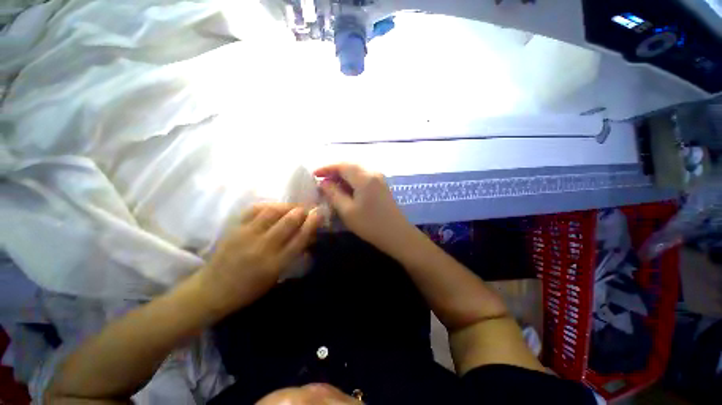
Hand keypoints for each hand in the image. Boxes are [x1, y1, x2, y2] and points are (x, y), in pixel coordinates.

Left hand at [196, 203, 321, 313]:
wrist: (213, 289)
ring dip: (287, 206)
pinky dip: (269, 205)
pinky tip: (275, 207)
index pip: (300, 238)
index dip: (312, 223)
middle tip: (307, 209)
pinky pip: (255, 209)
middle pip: (288, 222)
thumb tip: (309, 235)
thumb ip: (293, 254)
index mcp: (276, 264)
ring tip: (292, 207)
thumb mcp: (277, 275)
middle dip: (302, 211)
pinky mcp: (235, 228)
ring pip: (272, 212)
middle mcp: (263, 247)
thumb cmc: (250, 288)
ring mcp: (247, 235)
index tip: (319, 213)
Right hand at [314, 163, 416, 258]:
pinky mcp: (381, 185)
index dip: (326, 168)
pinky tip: (345, 189)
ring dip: (342, 175)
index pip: (342, 165)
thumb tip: (323, 182)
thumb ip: (333, 194)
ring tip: (331, 185)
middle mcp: (373, 173)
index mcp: (364, 177)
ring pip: (356, 170)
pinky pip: (363, 177)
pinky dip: (351, 180)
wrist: (397, 234)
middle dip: (334, 170)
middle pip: (350, 165)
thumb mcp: (347, 210)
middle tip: (321, 180)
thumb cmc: (370, 224)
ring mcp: (379, 178)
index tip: (313, 174)